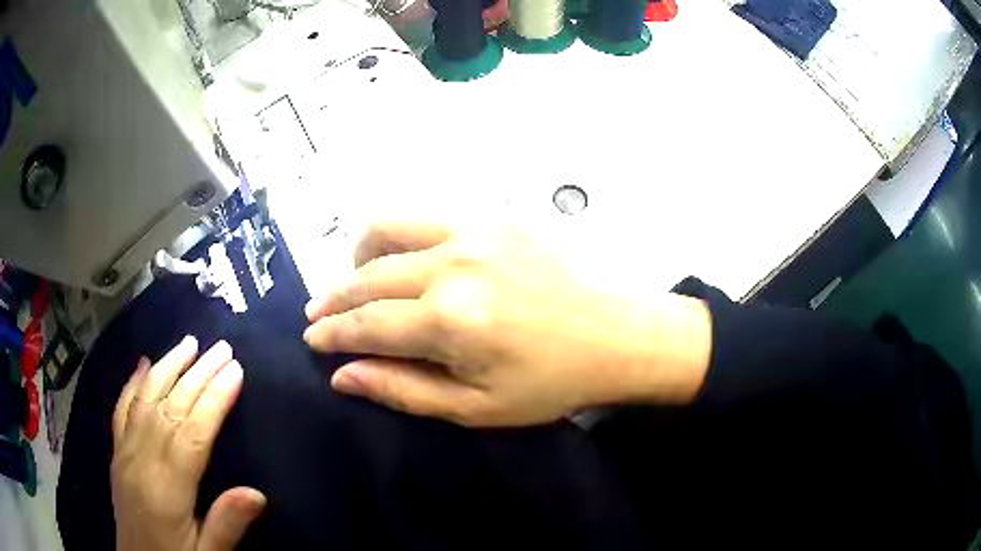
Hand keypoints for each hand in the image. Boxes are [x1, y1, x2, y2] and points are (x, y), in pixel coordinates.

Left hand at [111, 337, 264, 550]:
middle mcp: (142, 461)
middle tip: (221, 348)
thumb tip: (257, 493)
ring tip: (188, 343)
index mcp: (167, 489)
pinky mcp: (116, 453)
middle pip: (169, 408)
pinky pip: (122, 410)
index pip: (193, 434)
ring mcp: (125, 452)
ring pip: (145, 400)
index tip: (235, 371)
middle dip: (197, 374)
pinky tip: (143, 364)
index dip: (214, 400)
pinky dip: (132, 384)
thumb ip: (227, 526)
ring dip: (167, 368)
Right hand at [304, 223, 712, 426]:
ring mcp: (474, 230)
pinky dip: (398, 237)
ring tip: (355, 282)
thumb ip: (401, 389)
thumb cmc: (546, 383)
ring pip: (388, 229)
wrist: (608, 336)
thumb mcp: (473, 407)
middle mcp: (455, 264)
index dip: (333, 333)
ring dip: (360, 257)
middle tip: (320, 315)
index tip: (312, 338)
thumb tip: (343, 375)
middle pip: (369, 276)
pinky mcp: (492, 216)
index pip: (368, 323)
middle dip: (336, 298)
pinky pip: (424, 217)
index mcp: (452, 320)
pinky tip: (400, 261)